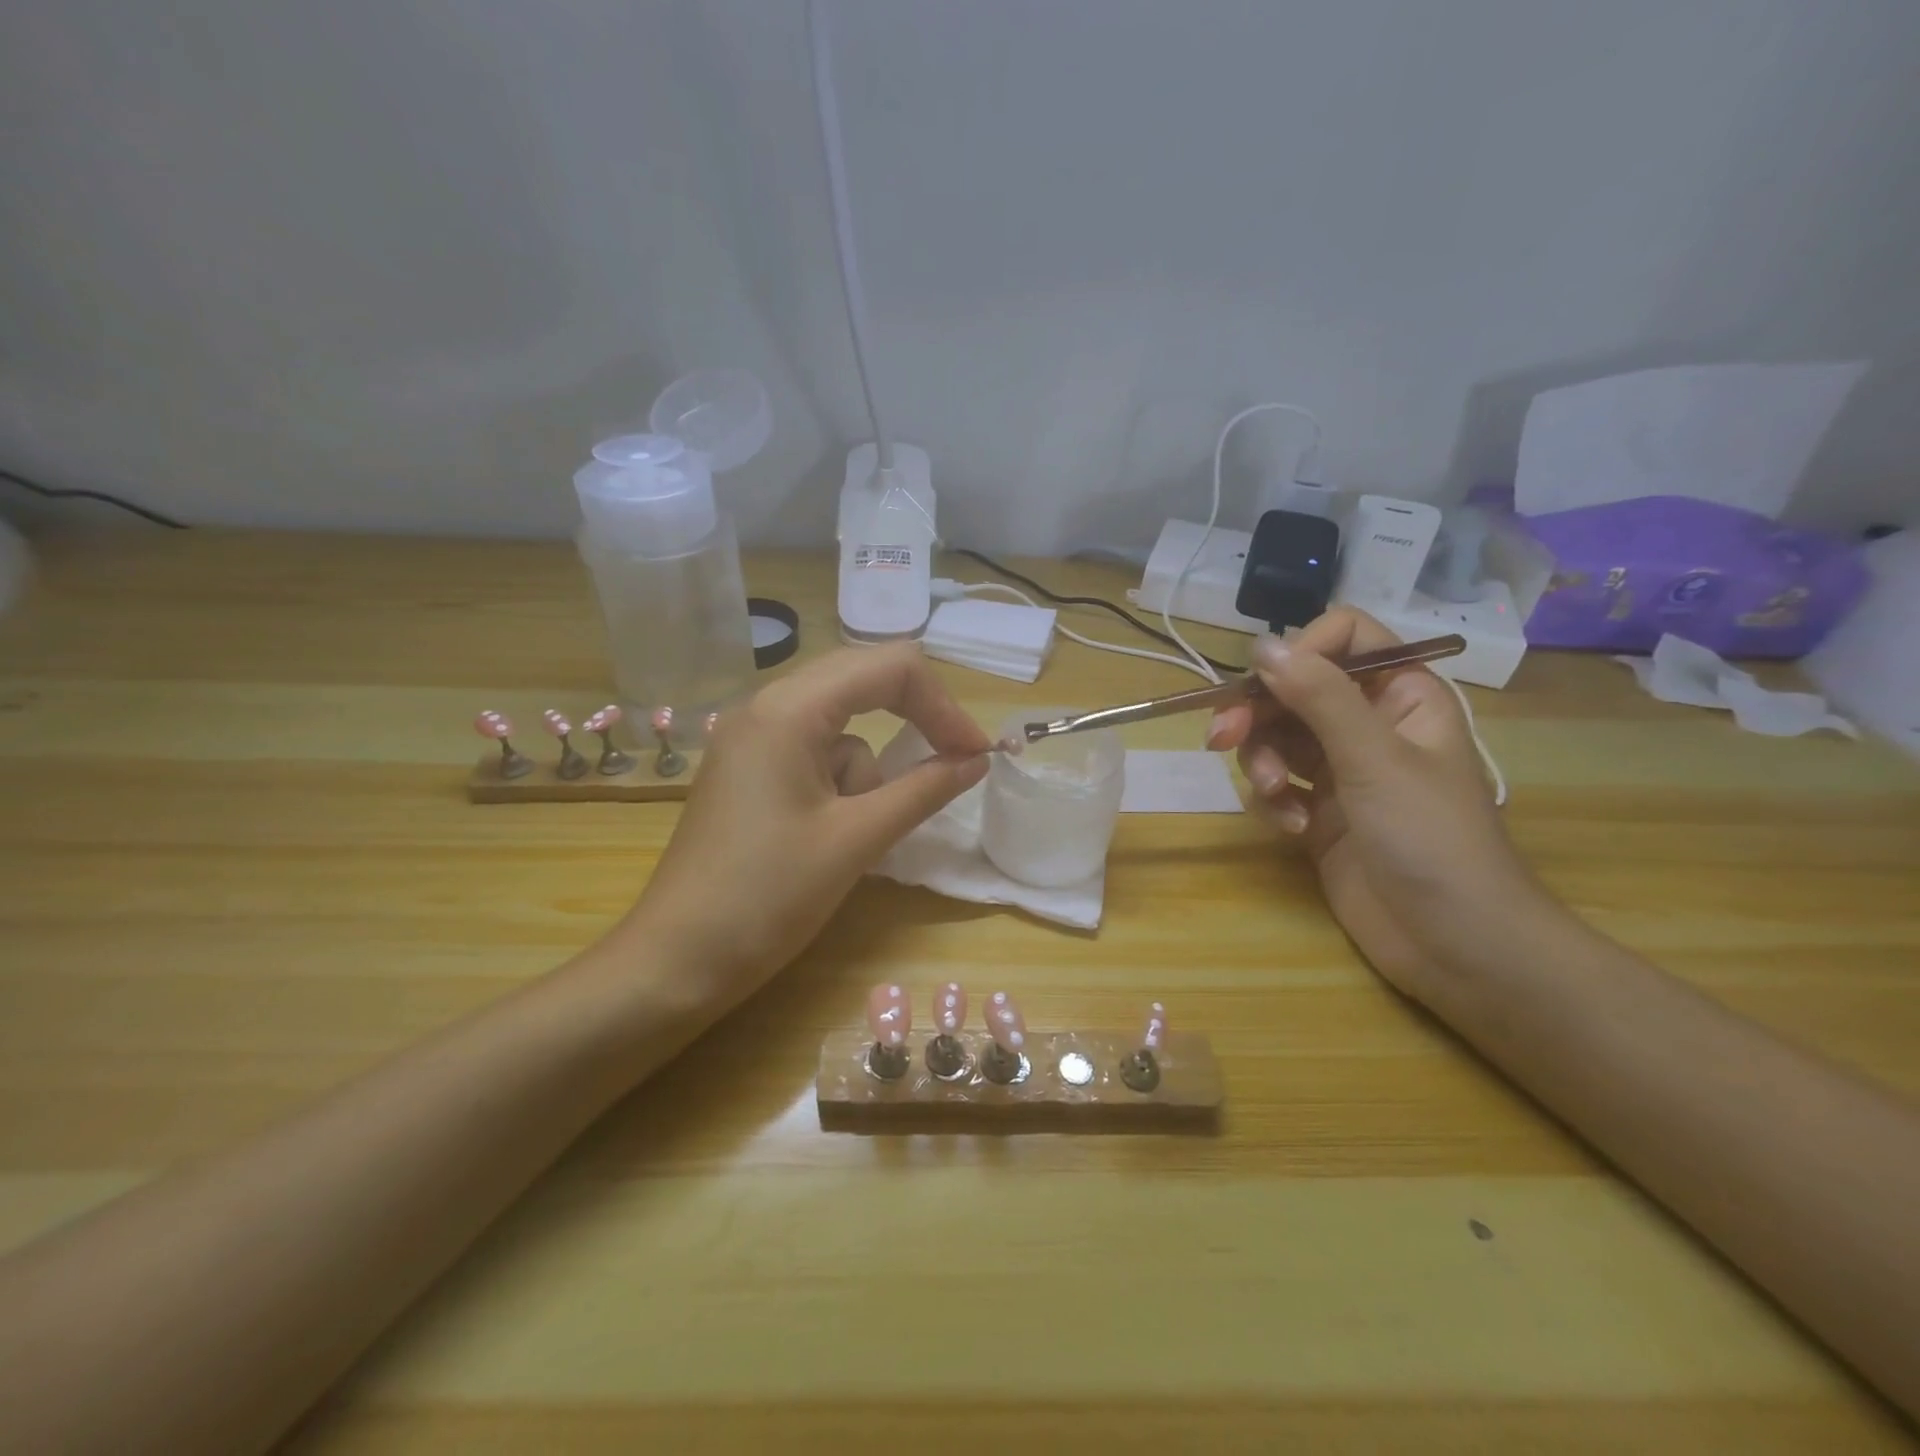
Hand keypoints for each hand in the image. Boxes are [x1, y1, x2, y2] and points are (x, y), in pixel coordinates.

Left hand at [628, 645, 989, 1002]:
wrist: (676, 962)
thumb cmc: (767, 898)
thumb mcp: (857, 840)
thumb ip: (924, 790)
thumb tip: (978, 760)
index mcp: (789, 709)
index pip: (889, 667)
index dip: (943, 705)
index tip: (975, 756)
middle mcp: (766, 707)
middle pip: (863, 684)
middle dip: (913, 722)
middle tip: (951, 767)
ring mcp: (751, 738)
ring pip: (841, 728)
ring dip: (866, 773)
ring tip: (850, 835)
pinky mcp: (748, 770)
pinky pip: (814, 754)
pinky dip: (839, 785)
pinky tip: (824, 838)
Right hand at [1207, 608, 1544, 1002]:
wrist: (1455, 943)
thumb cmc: (1430, 838)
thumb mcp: (1374, 758)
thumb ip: (1318, 696)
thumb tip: (1263, 644)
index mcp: (1401, 696)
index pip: (1345, 639)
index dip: (1300, 652)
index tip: (1263, 683)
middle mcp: (1369, 724)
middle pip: (1294, 690)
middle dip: (1257, 714)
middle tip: (1221, 738)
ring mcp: (1342, 770)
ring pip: (1277, 738)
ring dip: (1263, 763)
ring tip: (1275, 797)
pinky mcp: (1319, 812)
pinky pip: (1277, 785)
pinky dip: (1275, 802)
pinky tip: (1294, 829)